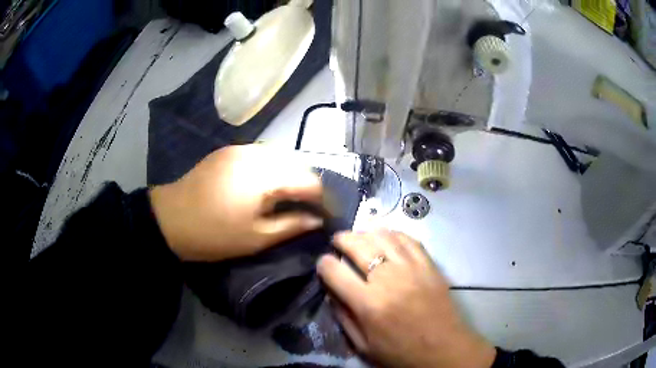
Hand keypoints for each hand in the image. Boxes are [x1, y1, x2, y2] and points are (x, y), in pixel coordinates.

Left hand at [149, 145, 323, 261]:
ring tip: (291, 197)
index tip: (326, 216)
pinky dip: (274, 168)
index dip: (323, 200)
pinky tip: (269, 185)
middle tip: (310, 209)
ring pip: (282, 156)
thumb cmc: (214, 235)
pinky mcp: (230, 150)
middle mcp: (258, 154)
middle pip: (299, 165)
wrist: (170, 219)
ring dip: (292, 175)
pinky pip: (263, 154)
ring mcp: (242, 148)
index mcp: (265, 177)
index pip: (311, 181)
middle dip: (310, 187)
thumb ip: (292, 225)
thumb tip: (318, 220)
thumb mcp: (257, 238)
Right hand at [317, 230, 495, 367]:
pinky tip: (386, 236)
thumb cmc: (401, 352)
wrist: (443, 348)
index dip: (324, 264)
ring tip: (359, 235)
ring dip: (366, 232)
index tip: (323, 263)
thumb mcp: (363, 346)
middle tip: (337, 240)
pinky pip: (408, 239)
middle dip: (342, 239)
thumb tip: (332, 292)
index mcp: (368, 303)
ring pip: (383, 236)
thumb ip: (344, 318)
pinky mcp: (429, 265)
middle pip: (358, 246)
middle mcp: (388, 279)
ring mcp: (411, 268)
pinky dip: (393, 233)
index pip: (335, 271)